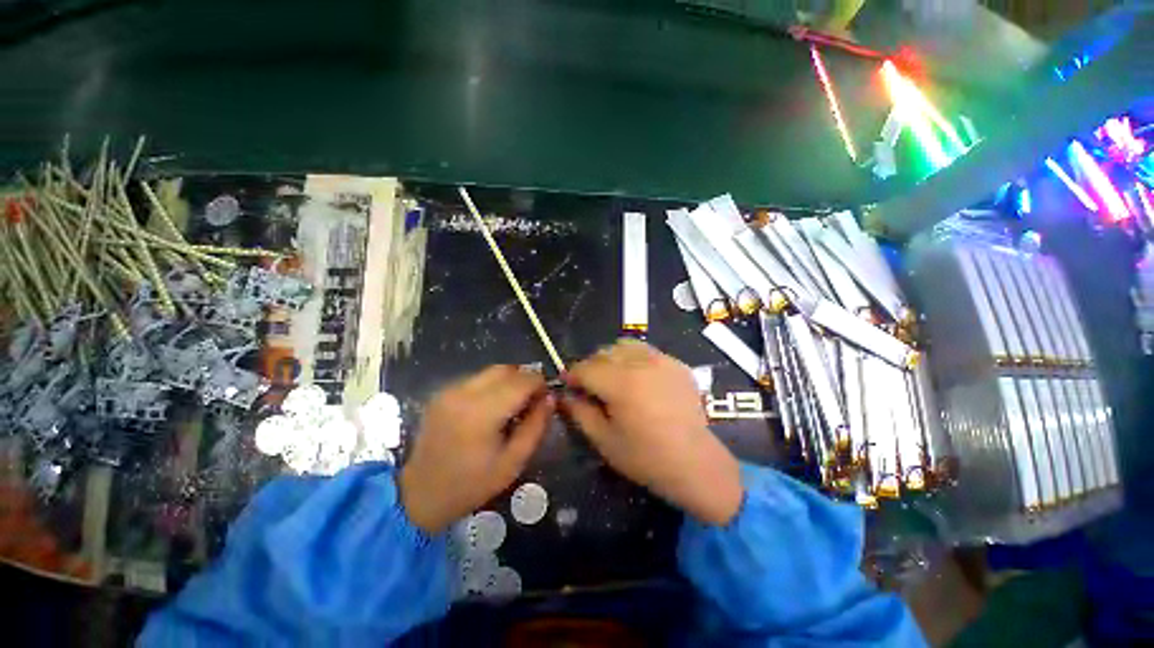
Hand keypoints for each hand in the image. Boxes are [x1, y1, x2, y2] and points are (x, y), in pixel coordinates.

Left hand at [399, 365, 552, 534]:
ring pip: (491, 371)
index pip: (522, 380)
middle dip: (524, 379)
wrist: (419, 495)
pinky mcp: (441, 393)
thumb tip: (550, 398)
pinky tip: (490, 409)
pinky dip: (491, 386)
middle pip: (506, 369)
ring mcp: (449, 390)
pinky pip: (476, 379)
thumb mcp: (514, 462)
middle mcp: (464, 393)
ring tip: (511, 406)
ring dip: (508, 382)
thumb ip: (536, 426)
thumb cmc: (472, 484)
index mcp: (483, 412)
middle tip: (531, 401)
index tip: (545, 398)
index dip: (540, 384)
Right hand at [561, 340, 743, 525]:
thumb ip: (579, 412)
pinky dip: (634, 359)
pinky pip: (646, 351)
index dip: (571, 375)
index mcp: (621, 383)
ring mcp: (662, 360)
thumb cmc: (645, 457)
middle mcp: (641, 363)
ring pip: (625, 346)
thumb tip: (565, 394)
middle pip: (603, 352)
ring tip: (613, 378)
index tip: (568, 385)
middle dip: (590, 367)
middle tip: (590, 387)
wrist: (695, 463)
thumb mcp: (603, 440)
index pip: (585, 368)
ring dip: (611, 358)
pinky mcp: (676, 364)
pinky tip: (638, 380)